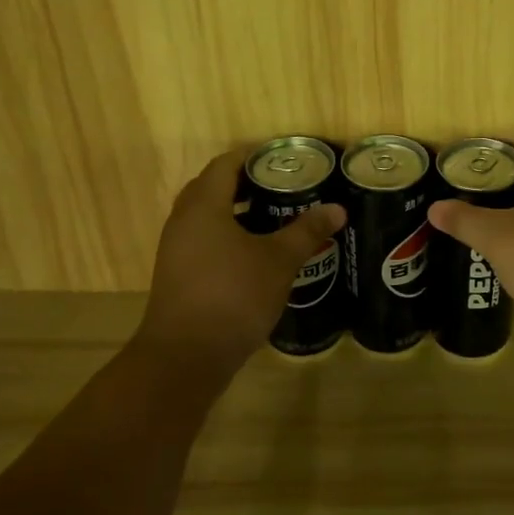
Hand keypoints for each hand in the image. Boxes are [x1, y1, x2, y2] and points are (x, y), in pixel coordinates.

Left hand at [136, 150, 345, 373]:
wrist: (185, 358)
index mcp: (203, 206)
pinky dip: (228, 235)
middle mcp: (183, 221)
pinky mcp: (178, 275)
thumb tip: (337, 208)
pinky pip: (203, 240)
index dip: (254, 156)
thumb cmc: (233, 296)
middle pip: (213, 187)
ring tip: (275, 216)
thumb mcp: (278, 261)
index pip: (225, 164)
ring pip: (207, 216)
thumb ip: (307, 230)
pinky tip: (255, 253)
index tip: (285, 159)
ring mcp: (176, 250)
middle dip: (247, 183)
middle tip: (283, 185)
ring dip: (237, 211)